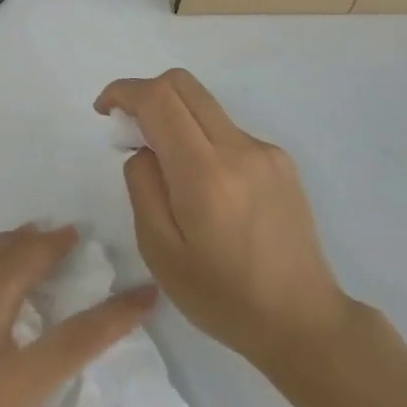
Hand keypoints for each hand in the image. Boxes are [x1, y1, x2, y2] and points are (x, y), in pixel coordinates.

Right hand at [95, 69, 346, 363]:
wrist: (303, 321)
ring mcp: (265, 152)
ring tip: (167, 171)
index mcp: (205, 174)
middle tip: (128, 130)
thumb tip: (144, 150)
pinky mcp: (281, 162)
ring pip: (206, 106)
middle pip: (183, 84)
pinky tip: (204, 190)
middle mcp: (239, 149)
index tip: (103, 111)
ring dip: (174, 118)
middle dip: (146, 93)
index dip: (123, 92)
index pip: (159, 99)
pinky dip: (202, 140)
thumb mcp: (160, 251)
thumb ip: (143, 187)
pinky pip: (228, 131)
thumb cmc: (222, 297)